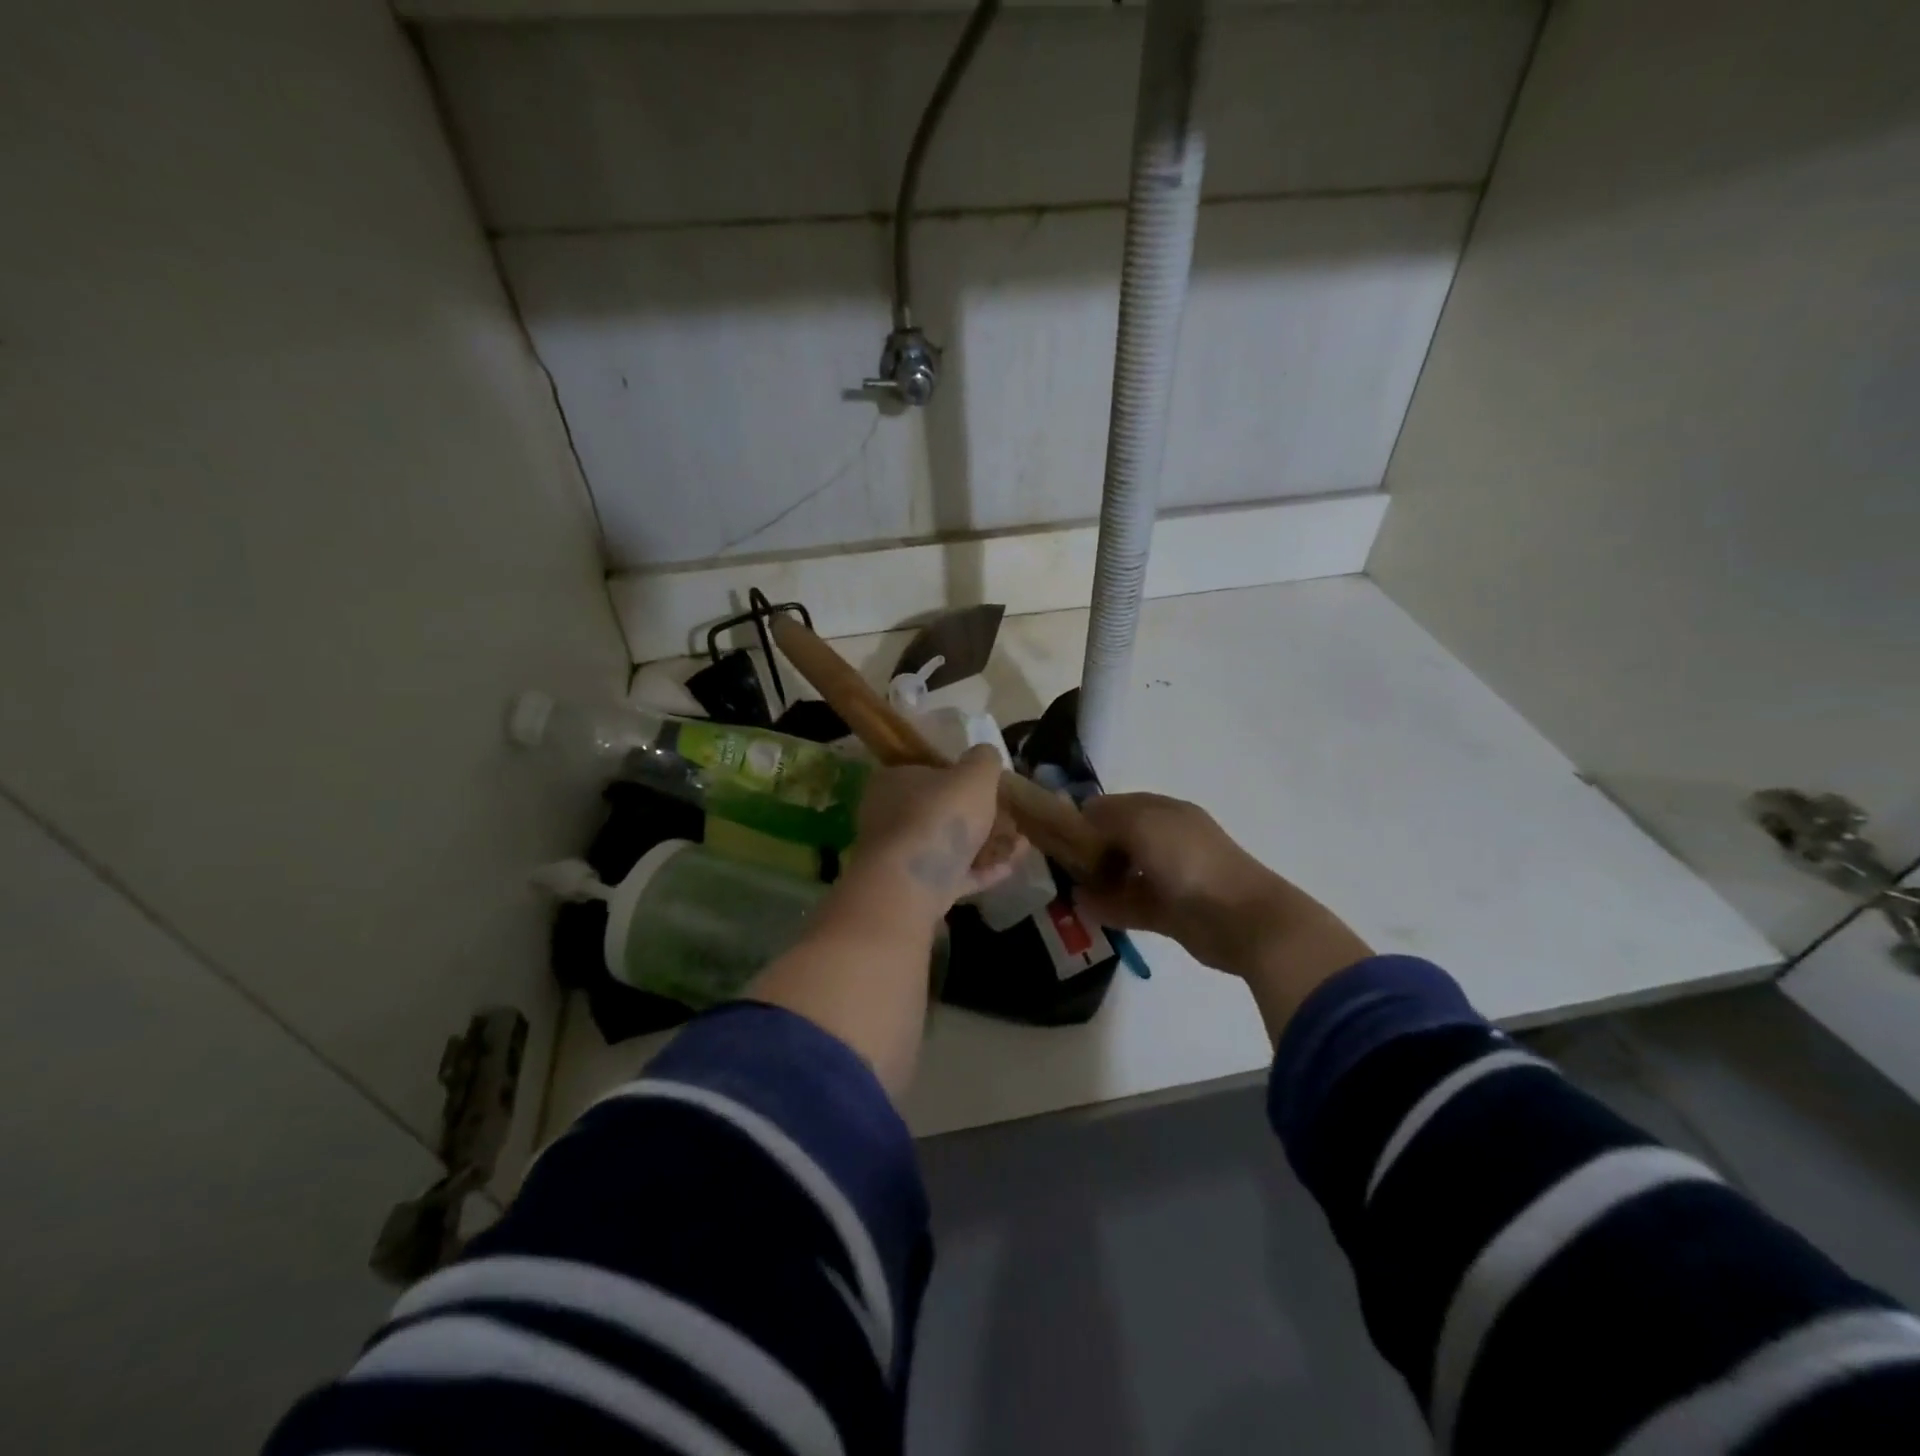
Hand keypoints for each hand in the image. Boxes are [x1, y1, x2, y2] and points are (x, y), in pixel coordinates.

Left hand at [852, 747, 1025, 917]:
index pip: (929, 772)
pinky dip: (981, 870)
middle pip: (941, 812)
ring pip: (949, 847)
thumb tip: (986, 755)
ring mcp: (900, 856)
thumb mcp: (974, 774)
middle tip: (1013, 819)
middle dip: (980, 817)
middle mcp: (890, 816)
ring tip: (1021, 844)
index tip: (993, 788)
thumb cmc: (939, 816)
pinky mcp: (913, 889)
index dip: (963, 778)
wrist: (910, 884)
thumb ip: (984, 760)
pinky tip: (1012, 867)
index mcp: (895, 781)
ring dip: (986, 845)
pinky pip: (953, 875)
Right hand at [1074, 795, 1370, 1023]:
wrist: (1242, 919)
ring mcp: (1168, 878)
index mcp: (1164, 813)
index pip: (1115, 806)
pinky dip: (1108, 906)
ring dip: (1096, 880)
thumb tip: (1081, 816)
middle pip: (1117, 840)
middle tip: (1057, 863)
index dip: (1086, 816)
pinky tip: (1083, 909)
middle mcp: (1165, 841)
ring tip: (1066, 888)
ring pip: (1122, 874)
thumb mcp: (1143, 824)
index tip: (1056, 832)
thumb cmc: (1190, 861)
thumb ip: (1107, 817)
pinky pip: (1130, 905)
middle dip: (1088, 849)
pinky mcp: (1169, 913)